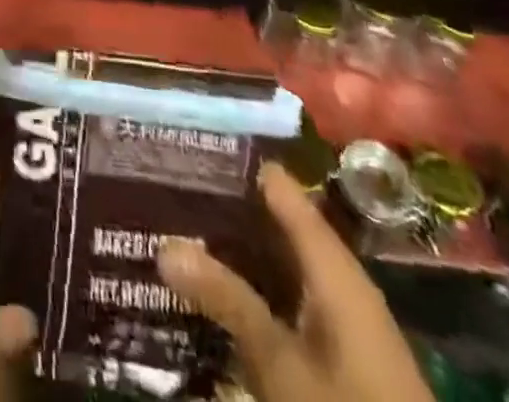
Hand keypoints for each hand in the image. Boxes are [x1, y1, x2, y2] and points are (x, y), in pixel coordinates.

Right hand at [158, 164, 432, 401]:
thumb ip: (227, 300)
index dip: (237, 166)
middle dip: (226, 211)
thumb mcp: (281, 364)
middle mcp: (340, 282)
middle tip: (168, 188)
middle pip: (278, 227)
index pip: (281, 191)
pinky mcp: (340, 358)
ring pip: (279, 266)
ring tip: (179, 232)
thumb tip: (165, 243)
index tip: (188, 145)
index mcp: (334, 267)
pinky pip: (286, 300)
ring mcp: (342, 322)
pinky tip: (216, 296)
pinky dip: (252, 289)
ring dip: (236, 253)